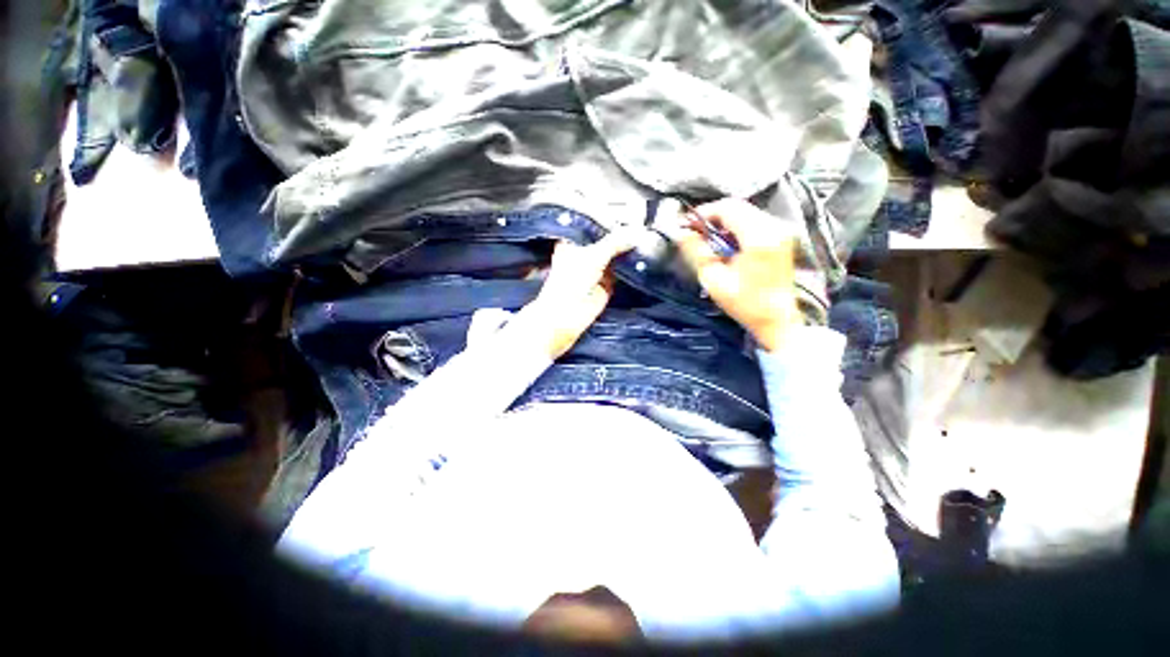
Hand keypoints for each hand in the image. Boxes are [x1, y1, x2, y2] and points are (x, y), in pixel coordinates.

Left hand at [519, 232, 634, 359]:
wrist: (568, 314)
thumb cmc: (571, 281)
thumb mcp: (593, 255)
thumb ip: (615, 243)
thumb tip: (636, 233)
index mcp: (575, 241)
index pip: (595, 225)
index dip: (610, 220)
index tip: (629, 213)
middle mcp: (586, 253)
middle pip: (608, 240)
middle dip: (623, 236)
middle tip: (642, 226)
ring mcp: (598, 268)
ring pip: (616, 255)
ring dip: (628, 251)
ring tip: (646, 239)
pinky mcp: (608, 283)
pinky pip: (622, 271)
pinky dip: (631, 267)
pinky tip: (645, 257)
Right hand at [671, 199, 798, 351]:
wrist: (777, 319)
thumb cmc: (744, 304)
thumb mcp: (713, 279)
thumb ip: (696, 252)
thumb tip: (680, 232)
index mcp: (758, 237)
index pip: (728, 208)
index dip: (704, 212)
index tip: (686, 224)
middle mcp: (773, 227)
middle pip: (738, 206)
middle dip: (712, 216)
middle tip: (694, 233)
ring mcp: (780, 231)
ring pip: (745, 212)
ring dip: (723, 221)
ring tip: (708, 240)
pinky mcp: (781, 237)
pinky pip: (753, 221)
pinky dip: (735, 227)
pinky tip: (726, 245)